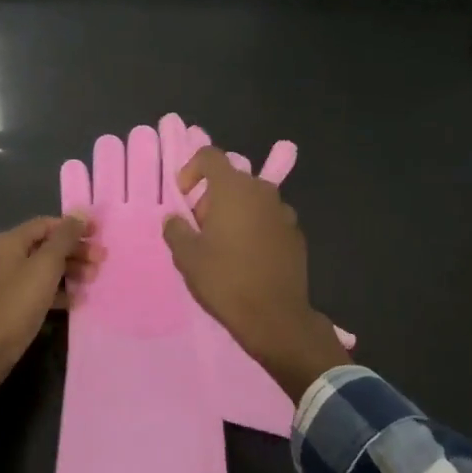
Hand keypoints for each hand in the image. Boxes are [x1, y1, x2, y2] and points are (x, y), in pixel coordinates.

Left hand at [0, 215, 98, 402]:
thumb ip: (64, 238)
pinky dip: (57, 291)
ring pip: (43, 269)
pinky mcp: (10, 304)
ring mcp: (5, 282)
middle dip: (75, 251)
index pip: (46, 224)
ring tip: (93, 280)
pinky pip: (38, 289)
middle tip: (101, 261)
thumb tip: (81, 213)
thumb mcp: (45, 267)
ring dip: (70, 271)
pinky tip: (76, 300)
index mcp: (9, 242)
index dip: (73, 226)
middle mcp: (4, 257)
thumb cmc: (17, 304)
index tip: (99, 234)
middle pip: (46, 246)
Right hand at [162, 148, 349, 402]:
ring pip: (252, 201)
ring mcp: (284, 212)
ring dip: (235, 213)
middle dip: (211, 197)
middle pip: (232, 180)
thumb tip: (175, 218)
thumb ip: (176, 229)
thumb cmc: (225, 280)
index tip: (184, 197)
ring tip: (223, 245)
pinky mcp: (296, 234)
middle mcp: (262, 192)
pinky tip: (247, 259)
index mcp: (233, 189)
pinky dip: (255, 229)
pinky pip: (268, 220)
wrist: (274, 316)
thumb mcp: (187, 256)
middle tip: (200, 228)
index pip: (210, 156)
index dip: (191, 170)